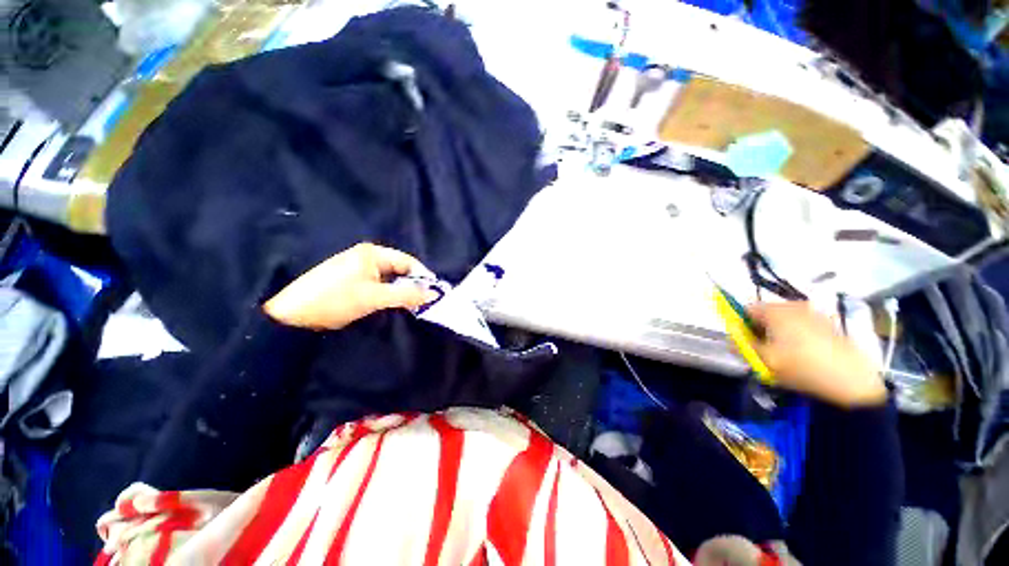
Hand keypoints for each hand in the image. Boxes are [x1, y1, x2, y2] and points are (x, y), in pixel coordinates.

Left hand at [263, 243, 438, 329]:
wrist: (293, 315)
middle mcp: (367, 256)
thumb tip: (434, 294)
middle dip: (411, 285)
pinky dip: (388, 294)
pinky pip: (379, 284)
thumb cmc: (336, 300)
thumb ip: (407, 295)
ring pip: (390, 278)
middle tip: (421, 303)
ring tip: (408, 306)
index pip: (407, 261)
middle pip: (399, 269)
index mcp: (372, 253)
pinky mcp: (352, 280)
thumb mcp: (375, 297)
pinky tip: (390, 304)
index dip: (421, 277)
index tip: (432, 294)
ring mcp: (358, 268)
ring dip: (400, 291)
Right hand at [747, 302, 886, 407]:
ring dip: (778, 333)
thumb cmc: (802, 368)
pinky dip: (795, 335)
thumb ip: (742, 346)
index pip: (746, 309)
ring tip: (785, 354)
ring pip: (784, 319)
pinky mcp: (828, 323)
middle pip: (766, 313)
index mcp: (776, 311)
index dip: (741, 325)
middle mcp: (793, 306)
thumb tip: (732, 339)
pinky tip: (803, 354)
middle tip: (765, 351)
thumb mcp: (764, 360)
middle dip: (760, 329)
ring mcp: (814, 313)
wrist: (853, 381)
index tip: (746, 343)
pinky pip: (801, 324)